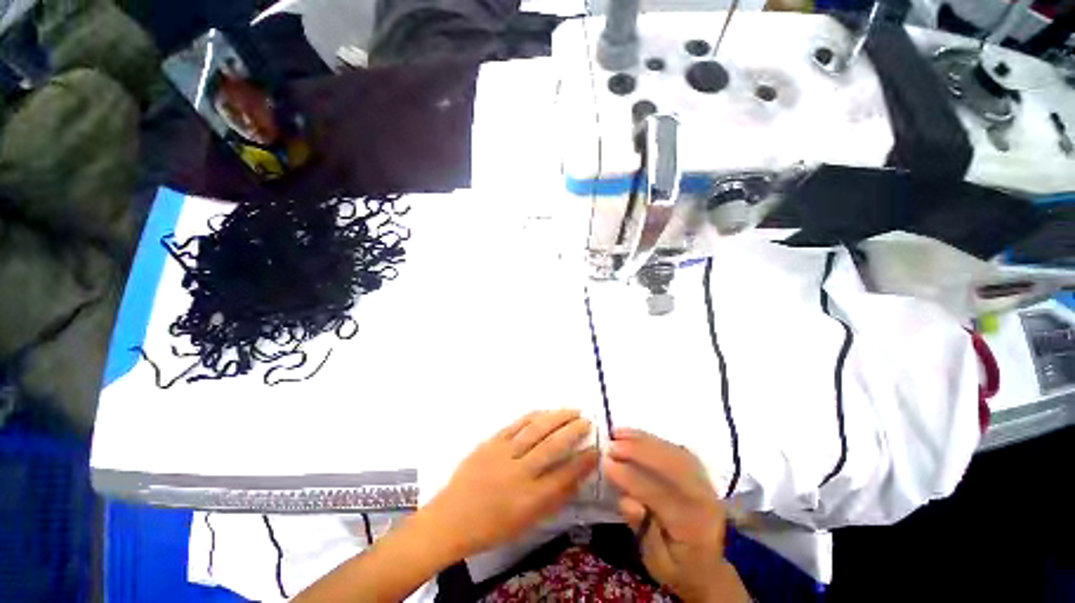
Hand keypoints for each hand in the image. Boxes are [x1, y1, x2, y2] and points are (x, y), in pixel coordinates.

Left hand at [422, 410, 598, 559]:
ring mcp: (502, 454)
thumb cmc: (492, 527)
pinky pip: (516, 424)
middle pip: (552, 446)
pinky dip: (534, 416)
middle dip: (573, 431)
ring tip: (572, 411)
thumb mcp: (527, 523)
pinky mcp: (490, 442)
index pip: (564, 476)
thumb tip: (577, 476)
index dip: (583, 461)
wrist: (451, 518)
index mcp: (529, 500)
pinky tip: (545, 411)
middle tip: (587, 421)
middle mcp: (518, 474)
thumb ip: (553, 500)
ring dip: (557, 417)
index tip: (596, 448)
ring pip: (536, 429)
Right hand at [605, 428, 748, 602]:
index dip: (632, 477)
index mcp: (695, 527)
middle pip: (674, 466)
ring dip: (644, 439)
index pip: (662, 495)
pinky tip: (633, 433)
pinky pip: (676, 448)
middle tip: (611, 444)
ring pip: (675, 452)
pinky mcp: (699, 472)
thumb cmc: (678, 568)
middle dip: (639, 451)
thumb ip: (644, 532)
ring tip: (617, 432)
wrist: (707, 568)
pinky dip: (653, 438)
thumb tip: (628, 501)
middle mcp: (705, 499)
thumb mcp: (657, 563)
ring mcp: (705, 482)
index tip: (606, 463)